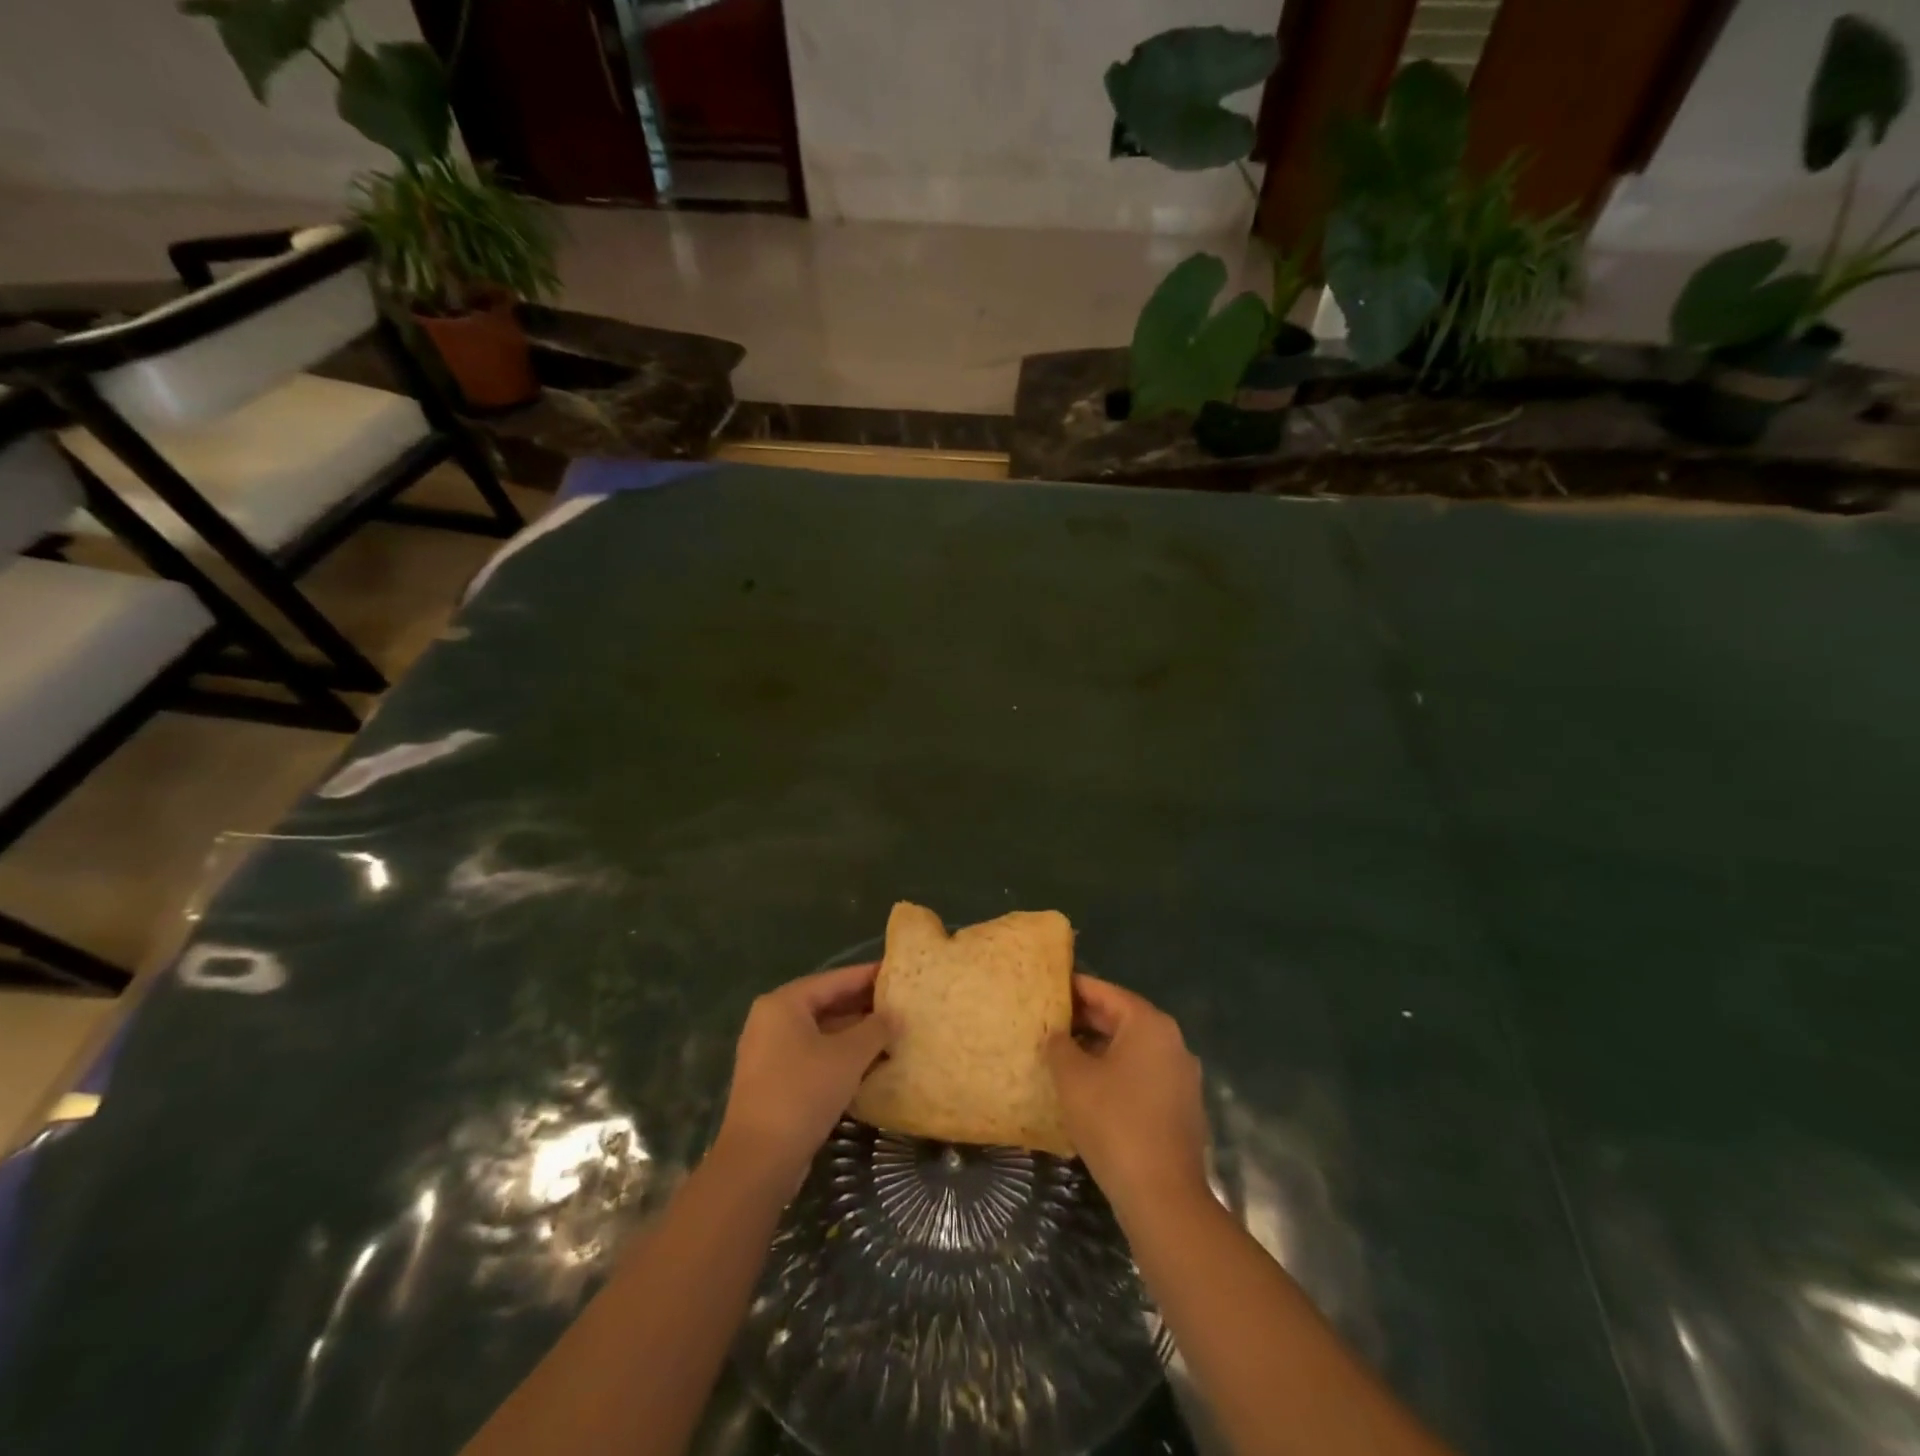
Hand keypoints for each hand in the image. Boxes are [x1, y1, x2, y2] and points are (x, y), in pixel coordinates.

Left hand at [715, 962, 894, 1190]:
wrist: (759, 1160)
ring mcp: (770, 1052)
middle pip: (826, 1003)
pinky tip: (870, 1064)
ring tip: (893, 1032)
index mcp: (784, 1003)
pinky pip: (813, 1056)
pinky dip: (840, 1056)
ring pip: (821, 1032)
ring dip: (854, 1034)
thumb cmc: (803, 1092)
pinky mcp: (774, 1081)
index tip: (898, 973)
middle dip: (863, 1006)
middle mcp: (772, 1020)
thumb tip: (896, 1016)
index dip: (868, 976)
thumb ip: (876, 1029)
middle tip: (901, 1004)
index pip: (834, 979)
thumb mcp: (848, 1056)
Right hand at [1047, 975, 1208, 1214]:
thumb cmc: (1114, 1123)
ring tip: (1062, 1055)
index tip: (1047, 988)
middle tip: (1048, 1022)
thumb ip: (1059, 1046)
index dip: (1074, 988)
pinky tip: (1089, 1089)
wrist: (1163, 1197)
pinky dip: (1116, 1073)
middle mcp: (1172, 1042)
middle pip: (1122, 1019)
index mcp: (1149, 1025)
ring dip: (1099, 1049)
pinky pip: (1143, 1075)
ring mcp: (1181, 1076)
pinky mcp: (1181, 1107)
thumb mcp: (1073, 1079)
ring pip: (1132, 1049)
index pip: (1106, 992)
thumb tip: (1056, 1035)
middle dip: (1085, 1020)